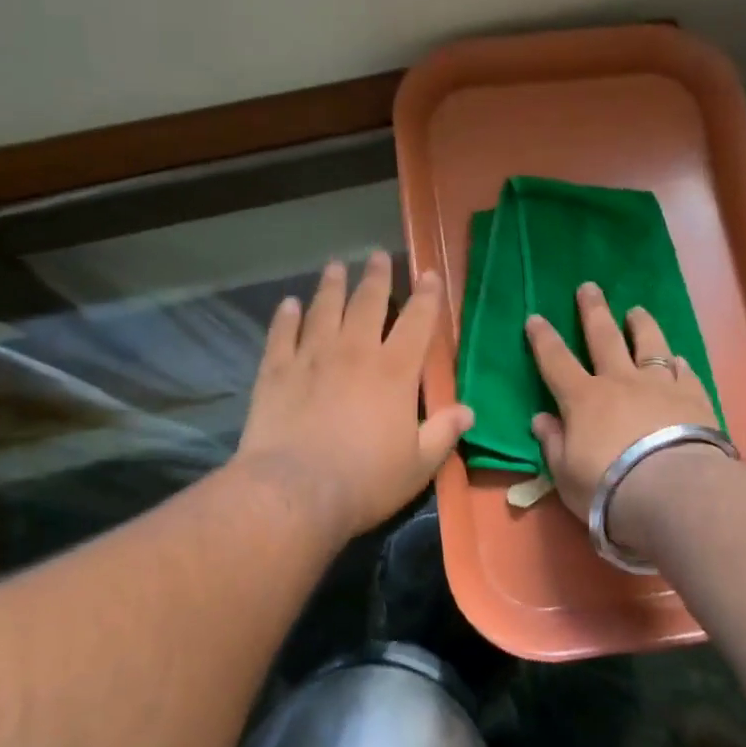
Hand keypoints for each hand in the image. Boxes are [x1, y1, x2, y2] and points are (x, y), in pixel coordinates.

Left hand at [234, 252, 472, 547]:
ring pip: (324, 309)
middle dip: (376, 277)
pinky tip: (288, 304)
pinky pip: (282, 334)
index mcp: (394, 371)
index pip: (417, 322)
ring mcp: (312, 357)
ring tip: (335, 266)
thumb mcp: (418, 464)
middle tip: (376, 255)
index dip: (426, 296)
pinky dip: (286, 317)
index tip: (428, 274)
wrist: (295, 491)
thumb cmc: (366, 480)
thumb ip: (443, 432)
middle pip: (367, 303)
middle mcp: (355, 352)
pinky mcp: (276, 371)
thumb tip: (469, 411)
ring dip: (331, 286)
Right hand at [525, 283, 719, 535]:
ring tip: (637, 310)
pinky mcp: (694, 398)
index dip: (543, 339)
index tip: (535, 317)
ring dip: (641, 325)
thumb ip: (553, 443)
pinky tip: (679, 360)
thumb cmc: (607, 487)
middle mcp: (620, 382)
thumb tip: (541, 419)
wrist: (672, 491)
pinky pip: (685, 372)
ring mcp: (659, 386)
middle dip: (593, 311)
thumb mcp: (565, 473)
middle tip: (589, 287)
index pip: (556, 361)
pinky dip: (678, 364)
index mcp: (583, 399)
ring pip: (649, 344)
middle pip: (603, 337)